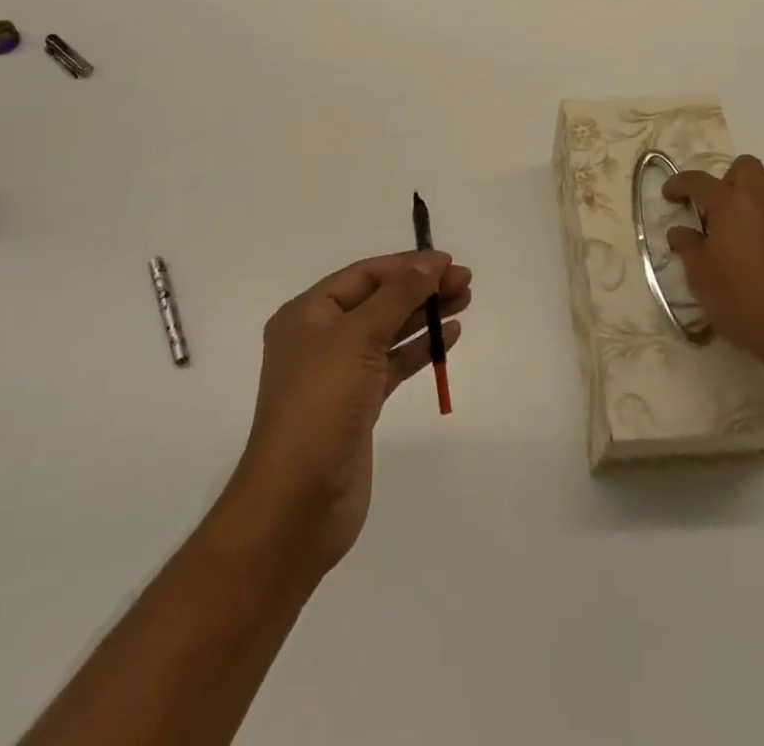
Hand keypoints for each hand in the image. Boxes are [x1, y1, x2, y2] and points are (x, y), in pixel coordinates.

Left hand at [224, 251, 470, 578]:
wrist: (297, 502)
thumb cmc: (320, 405)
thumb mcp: (357, 337)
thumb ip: (397, 295)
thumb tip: (430, 262)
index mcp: (307, 314)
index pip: (364, 275)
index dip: (406, 265)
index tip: (448, 261)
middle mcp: (321, 338)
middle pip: (379, 300)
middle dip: (421, 288)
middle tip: (465, 281)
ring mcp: (340, 373)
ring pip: (389, 331)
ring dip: (424, 315)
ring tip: (464, 301)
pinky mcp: (358, 405)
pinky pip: (393, 364)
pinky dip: (419, 349)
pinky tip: (448, 338)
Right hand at [663, 154, 763, 384]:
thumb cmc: (745, 303)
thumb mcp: (701, 279)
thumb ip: (688, 248)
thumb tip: (681, 231)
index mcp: (731, 205)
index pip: (699, 180)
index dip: (679, 184)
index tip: (670, 195)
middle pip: (746, 167)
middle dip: (727, 181)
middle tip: (716, 212)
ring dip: (754, 204)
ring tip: (743, 237)